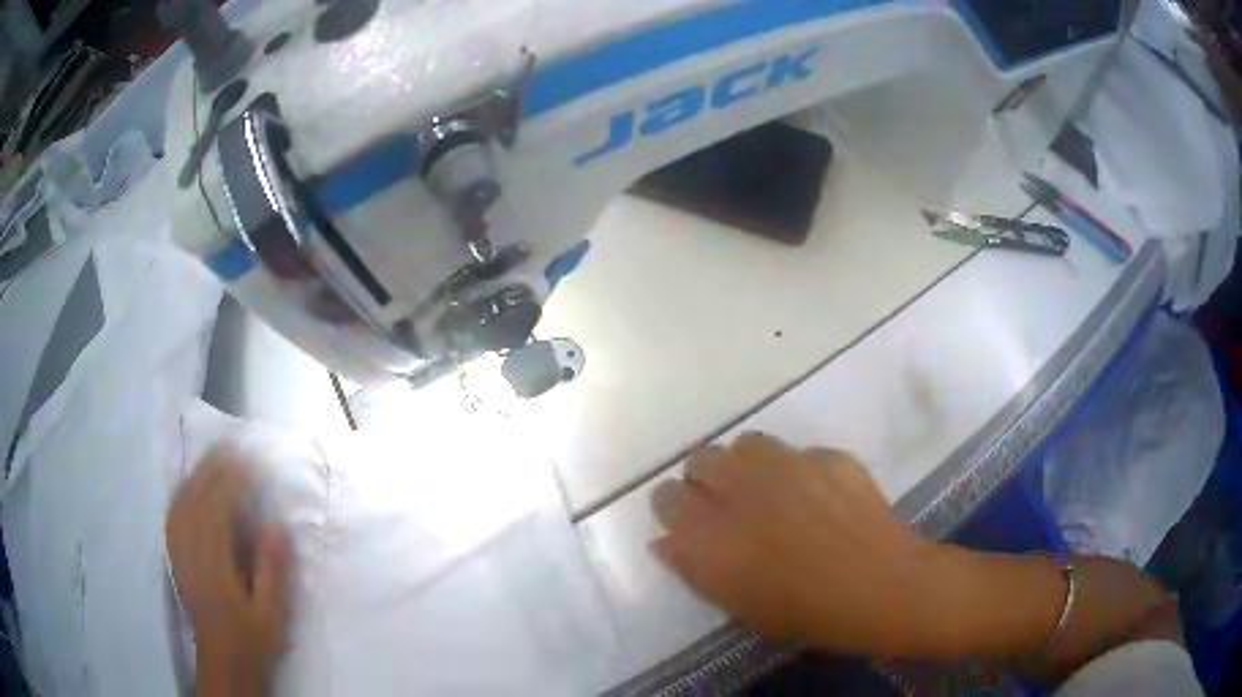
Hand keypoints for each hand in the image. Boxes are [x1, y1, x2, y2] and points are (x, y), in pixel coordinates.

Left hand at [166, 448, 290, 694]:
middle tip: (232, 446)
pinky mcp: (174, 556)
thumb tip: (276, 525)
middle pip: (196, 499)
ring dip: (196, 475)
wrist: (223, 660)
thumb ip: (273, 571)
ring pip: (181, 502)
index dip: (231, 481)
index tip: (248, 461)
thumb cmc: (252, 638)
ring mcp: (178, 552)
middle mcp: (190, 552)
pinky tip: (190, 484)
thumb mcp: (272, 613)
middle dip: (213, 468)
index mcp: (215, 566)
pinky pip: (173, 514)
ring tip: (213, 457)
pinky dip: (182, 492)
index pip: (218, 510)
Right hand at [650, 434, 938, 655]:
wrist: (878, 584)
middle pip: (701, 460)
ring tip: (766, 490)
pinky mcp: (825, 455)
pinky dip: (796, 470)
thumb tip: (665, 541)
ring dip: (746, 465)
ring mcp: (787, 465)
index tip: (684, 519)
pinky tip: (815, 495)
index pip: (667, 498)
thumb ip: (694, 568)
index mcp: (712, 533)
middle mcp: (741, 489)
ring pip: (746, 444)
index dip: (672, 506)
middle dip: (704, 478)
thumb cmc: (804, 611)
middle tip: (725, 504)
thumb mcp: (737, 604)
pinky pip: (797, 453)